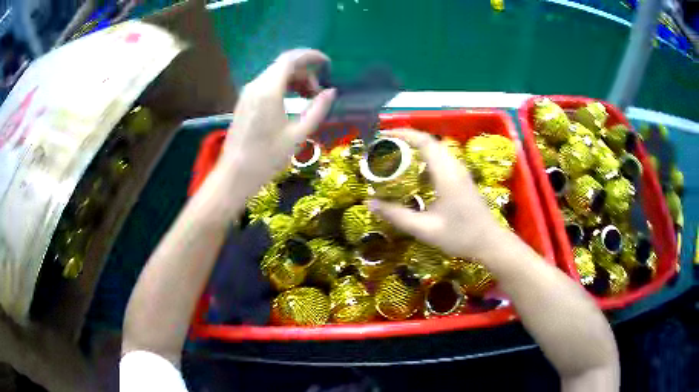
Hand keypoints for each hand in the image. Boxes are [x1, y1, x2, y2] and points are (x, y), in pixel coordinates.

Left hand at [218, 49, 335, 190]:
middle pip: (283, 66)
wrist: (235, 174)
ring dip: (294, 80)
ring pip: (275, 75)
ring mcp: (248, 93)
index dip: (311, 56)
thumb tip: (331, 92)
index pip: (291, 59)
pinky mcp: (244, 102)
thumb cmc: (267, 157)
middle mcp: (256, 85)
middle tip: (318, 93)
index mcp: (269, 90)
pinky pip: (267, 85)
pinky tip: (291, 103)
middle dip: (305, 72)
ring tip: (308, 99)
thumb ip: (317, 109)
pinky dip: (283, 87)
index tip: (327, 63)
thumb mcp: (298, 134)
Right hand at [369, 129, 507, 259]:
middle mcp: (455, 167)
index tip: (384, 136)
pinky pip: (442, 159)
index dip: (403, 134)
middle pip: (430, 142)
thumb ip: (397, 216)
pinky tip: (416, 173)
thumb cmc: (460, 236)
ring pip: (437, 149)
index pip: (424, 142)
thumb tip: (370, 203)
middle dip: (407, 139)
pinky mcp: (463, 179)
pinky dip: (426, 158)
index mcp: (446, 174)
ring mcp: (461, 172)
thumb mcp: (425, 229)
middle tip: (385, 147)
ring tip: (396, 156)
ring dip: (417, 147)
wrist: (490, 243)